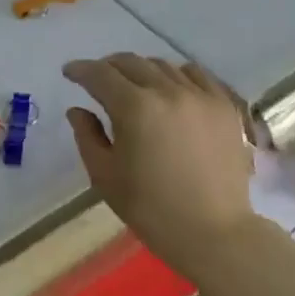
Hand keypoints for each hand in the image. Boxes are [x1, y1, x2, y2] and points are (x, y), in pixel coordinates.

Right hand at [63, 54, 255, 258]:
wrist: (213, 232)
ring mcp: (201, 96)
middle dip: (108, 67)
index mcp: (134, 108)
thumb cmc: (151, 208)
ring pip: (163, 66)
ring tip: (134, 84)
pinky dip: (177, 75)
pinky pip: (197, 75)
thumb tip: (78, 110)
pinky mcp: (224, 106)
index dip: (80, 70)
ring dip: (141, 70)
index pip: (100, 75)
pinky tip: (171, 88)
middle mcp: (168, 91)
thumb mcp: (105, 176)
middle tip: (97, 78)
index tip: (69, 72)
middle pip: (131, 63)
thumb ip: (87, 136)